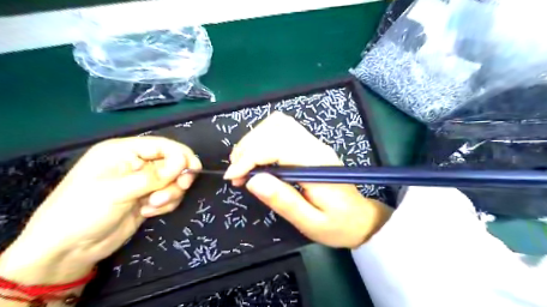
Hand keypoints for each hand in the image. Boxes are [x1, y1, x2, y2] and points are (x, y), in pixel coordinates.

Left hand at [1, 136, 199, 282]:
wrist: (68, 250)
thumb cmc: (83, 211)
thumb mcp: (117, 191)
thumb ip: (154, 176)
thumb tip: (184, 164)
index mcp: (124, 151)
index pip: (162, 145)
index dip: (181, 155)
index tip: (192, 170)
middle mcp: (137, 164)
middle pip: (173, 163)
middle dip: (177, 177)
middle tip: (181, 187)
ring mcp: (144, 182)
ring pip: (174, 181)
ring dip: (170, 193)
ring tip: (151, 206)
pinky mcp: (149, 199)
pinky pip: (170, 196)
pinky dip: (166, 204)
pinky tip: (147, 213)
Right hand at [224, 113, 390, 249]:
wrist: (361, 218)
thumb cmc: (338, 225)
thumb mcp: (310, 222)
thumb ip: (284, 201)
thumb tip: (253, 181)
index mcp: (316, 164)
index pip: (276, 146)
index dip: (249, 157)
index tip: (233, 177)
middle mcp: (315, 146)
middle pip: (275, 127)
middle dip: (248, 147)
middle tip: (236, 173)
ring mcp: (313, 143)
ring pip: (278, 123)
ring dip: (254, 139)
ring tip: (243, 164)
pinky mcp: (310, 145)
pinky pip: (283, 129)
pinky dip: (263, 138)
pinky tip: (257, 156)